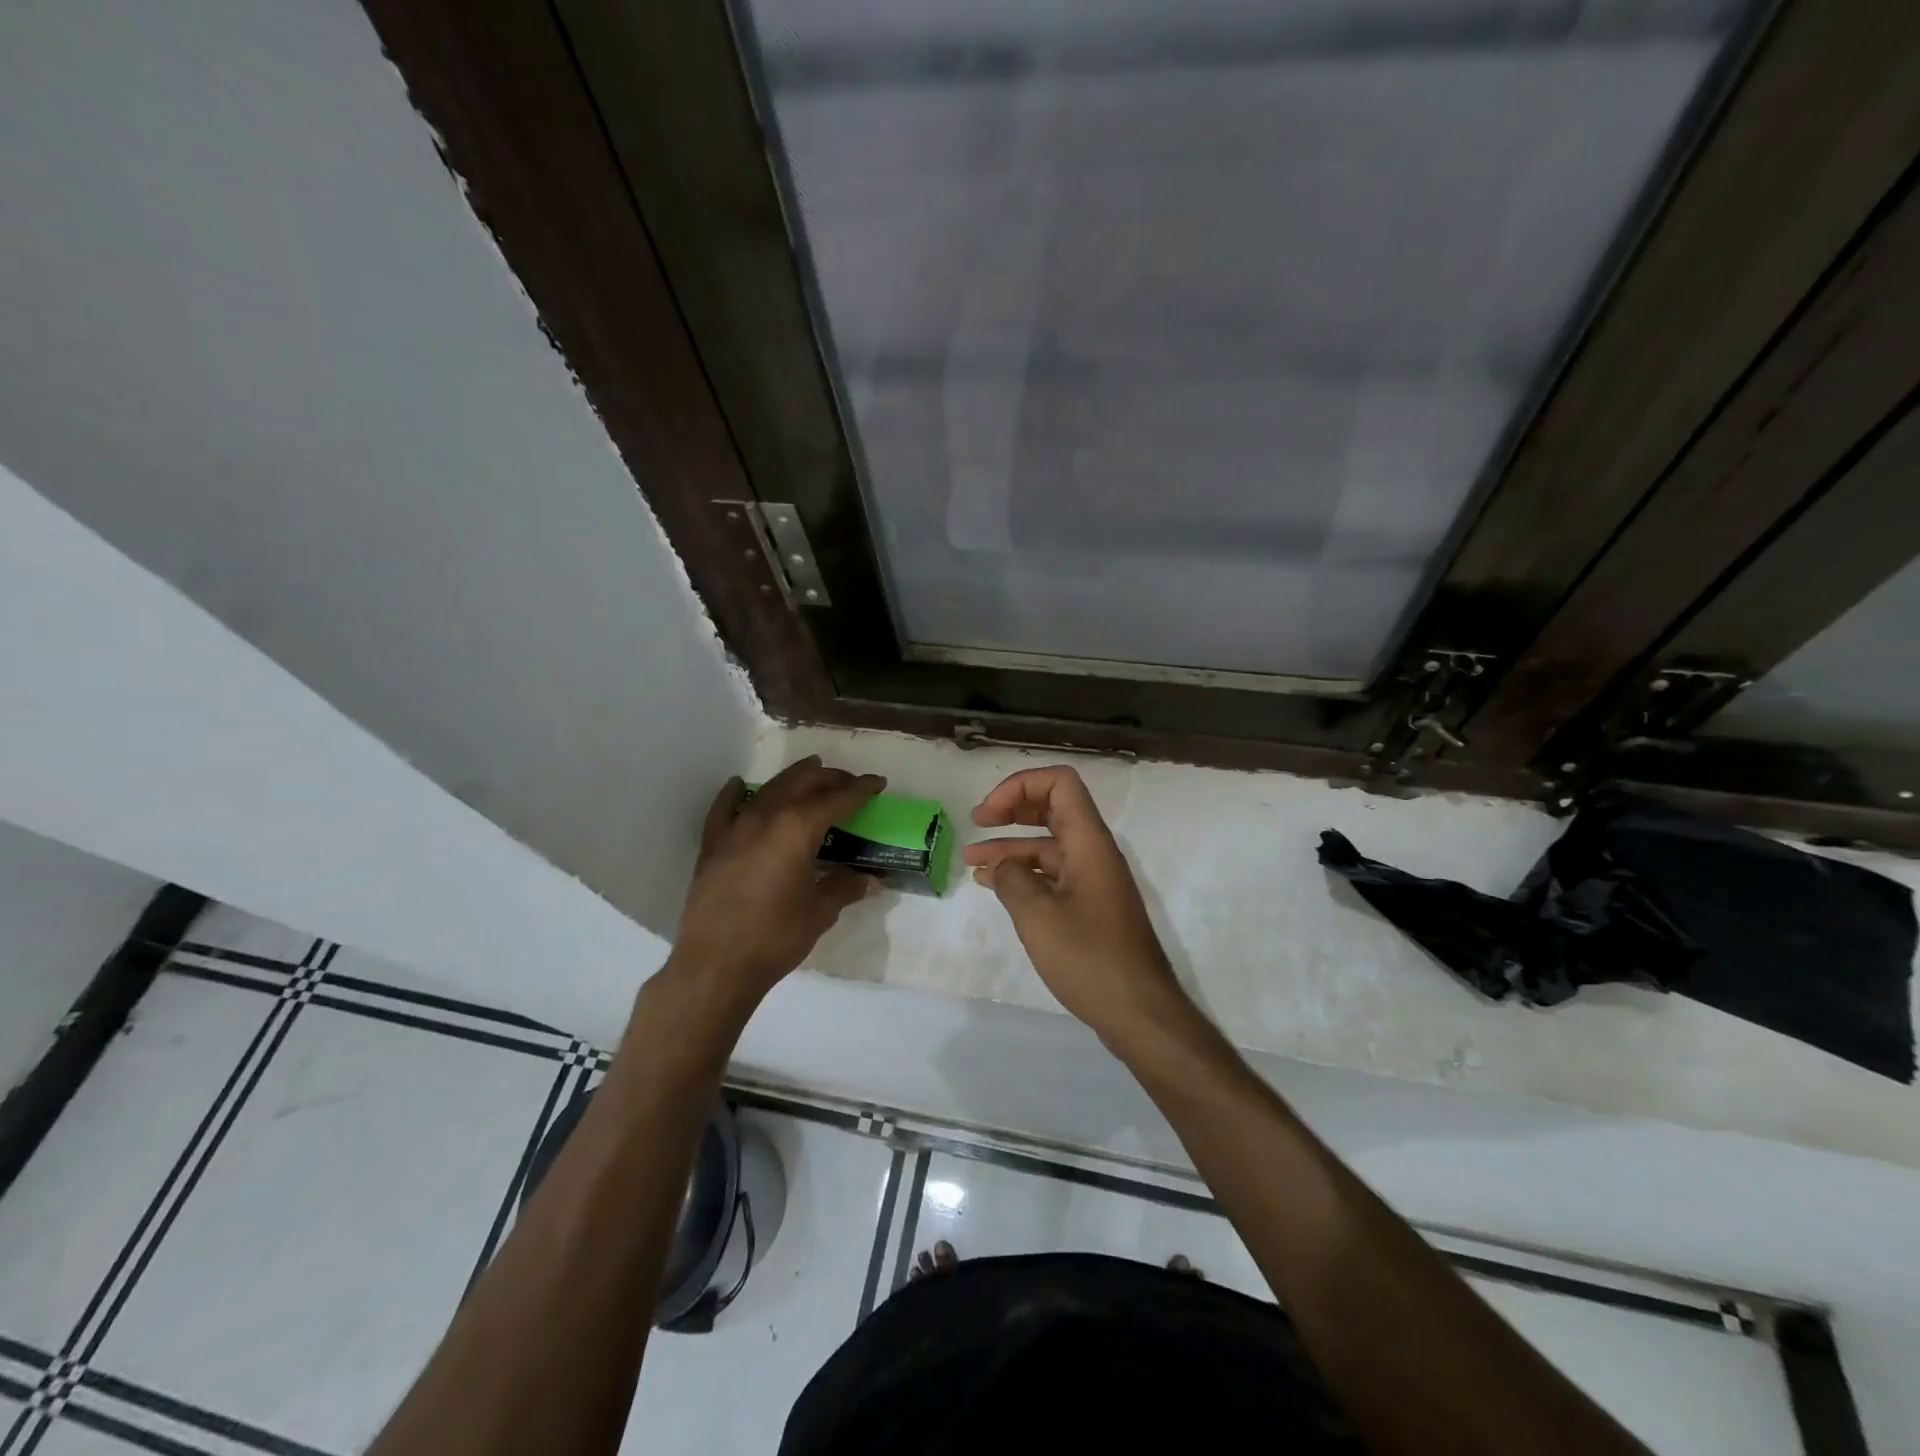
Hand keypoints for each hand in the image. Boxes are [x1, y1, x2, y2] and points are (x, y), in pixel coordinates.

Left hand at [668, 757, 885, 1012]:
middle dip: (830, 778)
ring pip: (768, 789)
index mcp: (797, 829)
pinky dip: (734, 793)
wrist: (715, 965)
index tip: (878, 782)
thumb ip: (844, 887)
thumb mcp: (819, 912)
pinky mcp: (713, 846)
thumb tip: (870, 880)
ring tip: (811, 769)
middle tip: (849, 780)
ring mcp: (735, 829)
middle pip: (802, 784)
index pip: (837, 799)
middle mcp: (766, 818)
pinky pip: (724, 809)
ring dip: (792, 777)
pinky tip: (738, 784)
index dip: (860, 789)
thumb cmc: (775, 937)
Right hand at [963, 766, 1186, 1044]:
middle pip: (1053, 809)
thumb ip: (1012, 879)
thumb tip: (1002, 866)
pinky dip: (1024, 875)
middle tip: (977, 822)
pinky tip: (995, 887)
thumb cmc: (1090, 959)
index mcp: (1089, 843)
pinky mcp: (1090, 908)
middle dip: (1013, 808)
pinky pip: (1053, 876)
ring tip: (971, 862)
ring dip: (1011, 847)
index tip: (987, 815)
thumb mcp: (1038, 916)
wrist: (1139, 1014)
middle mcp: (1094, 853)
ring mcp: (1094, 882)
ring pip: (1049, 846)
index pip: (1060, 783)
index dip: (1019, 786)